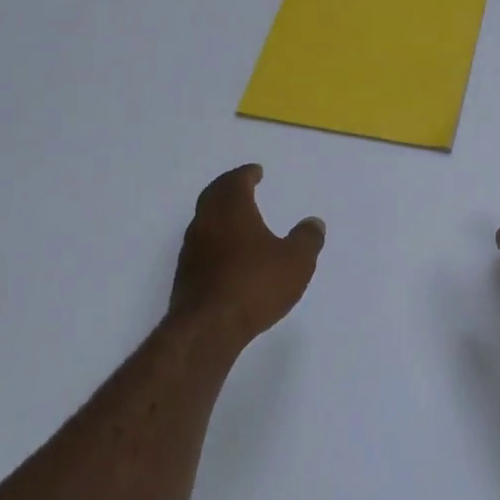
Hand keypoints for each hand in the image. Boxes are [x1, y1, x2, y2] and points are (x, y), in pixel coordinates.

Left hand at [169, 165, 325, 346]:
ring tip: (237, 219)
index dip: (246, 174)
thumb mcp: (295, 262)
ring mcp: (191, 248)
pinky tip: (227, 253)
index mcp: (231, 209)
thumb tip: (314, 223)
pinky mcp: (186, 274)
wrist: (208, 327)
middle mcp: (206, 222)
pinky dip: (215, 239)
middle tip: (242, 186)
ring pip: (204, 220)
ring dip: (219, 213)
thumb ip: (307, 239)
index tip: (256, 172)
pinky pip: (201, 245)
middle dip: (228, 188)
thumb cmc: (255, 285)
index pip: (236, 181)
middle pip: (214, 195)